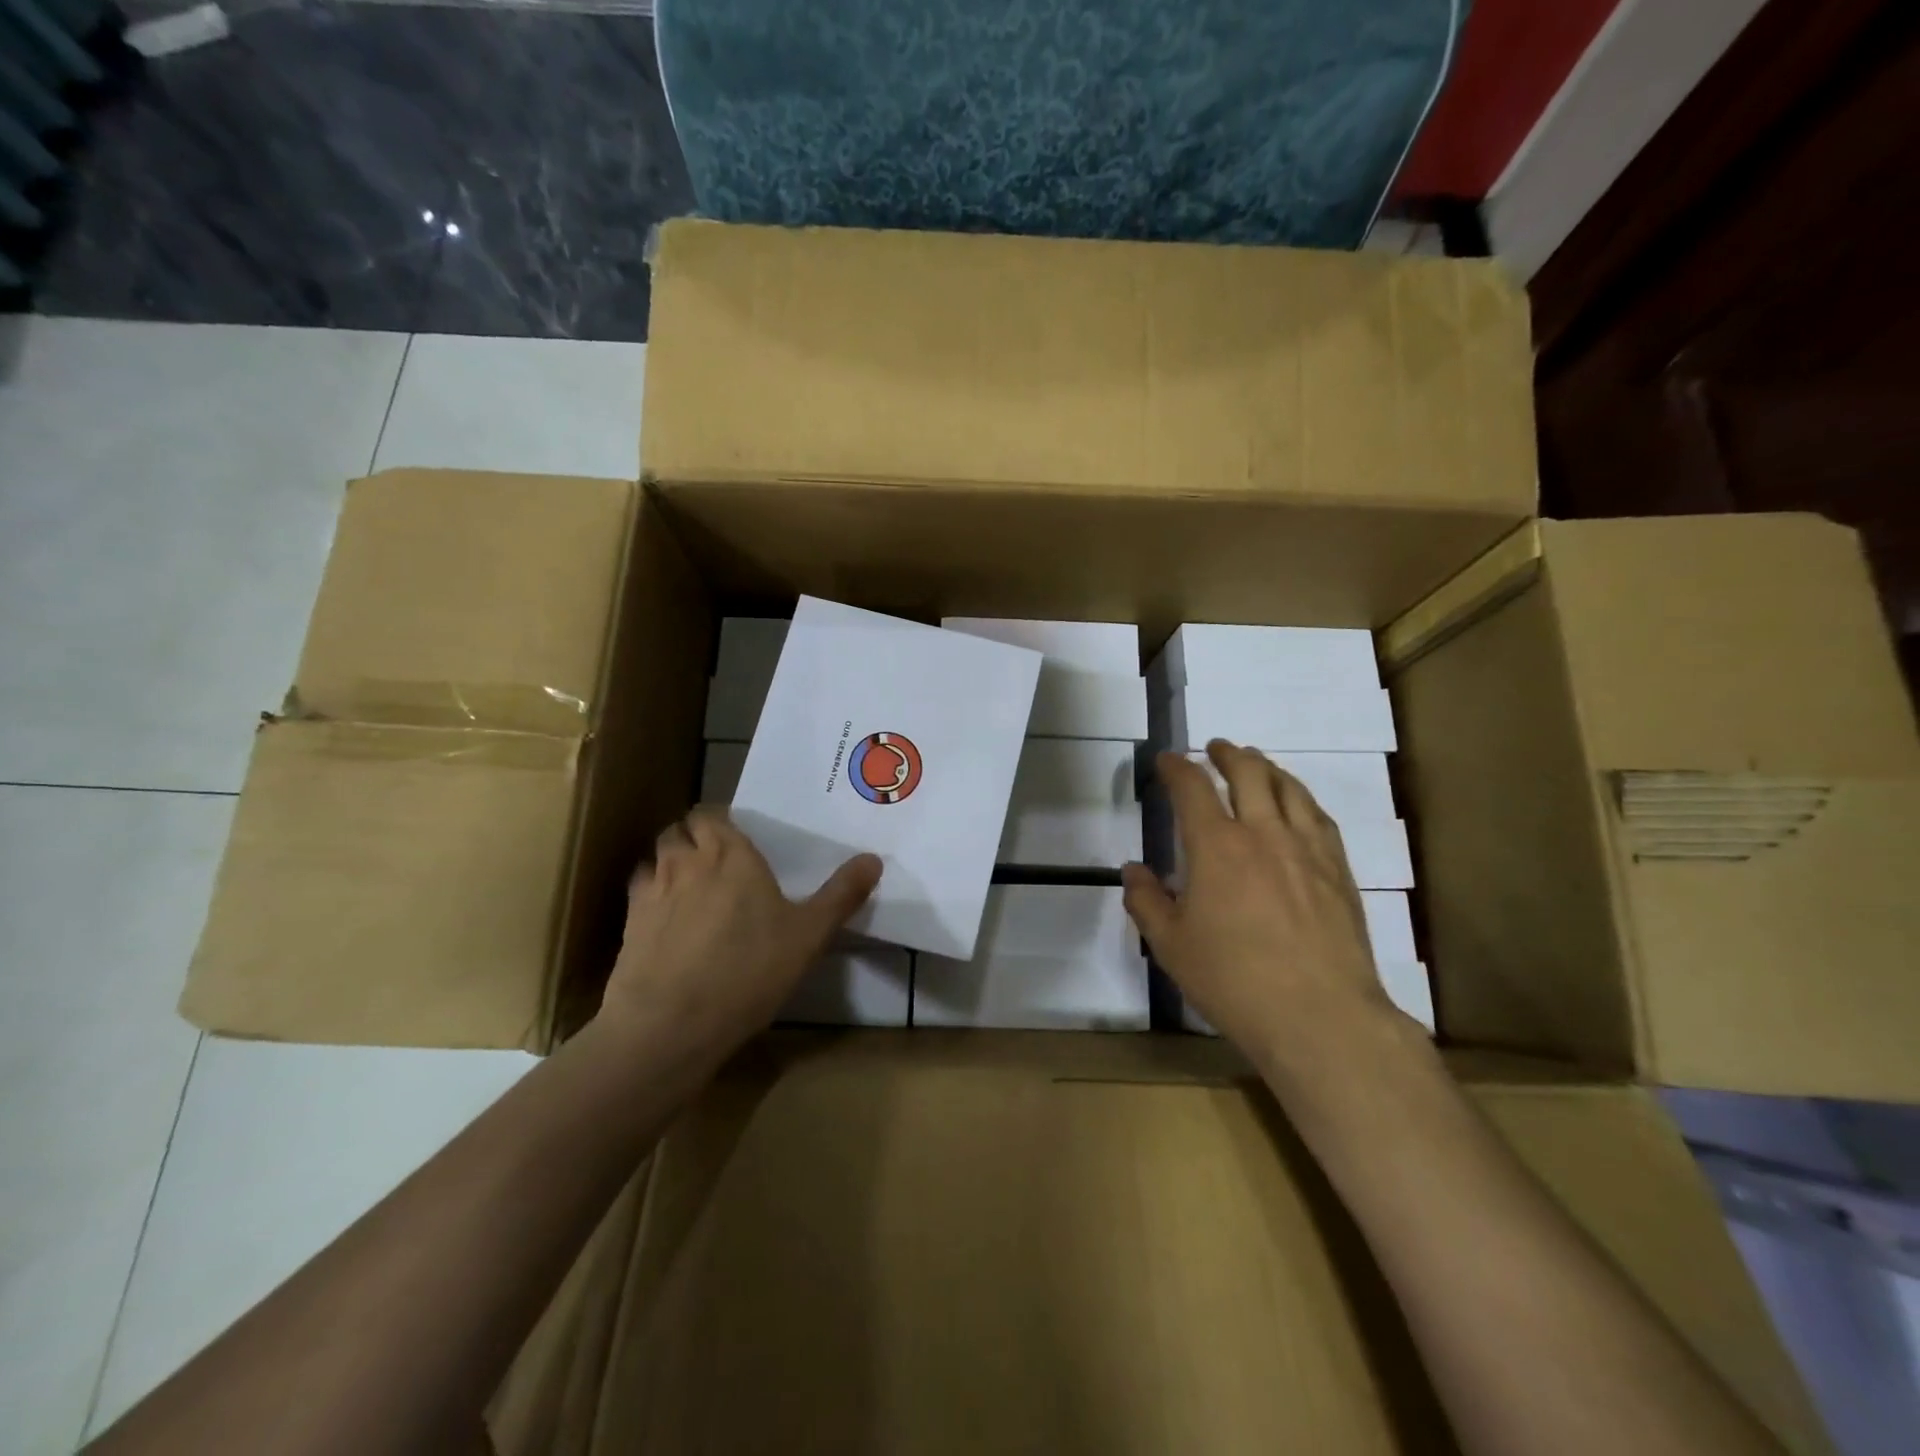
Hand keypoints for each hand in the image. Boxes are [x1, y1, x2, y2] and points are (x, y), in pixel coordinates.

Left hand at [600, 807, 881, 1064]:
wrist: (670, 1024)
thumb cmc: (748, 970)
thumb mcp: (809, 935)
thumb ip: (842, 894)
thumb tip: (874, 858)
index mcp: (731, 854)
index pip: (712, 814)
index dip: (721, 822)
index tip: (738, 839)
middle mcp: (686, 861)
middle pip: (680, 829)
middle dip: (695, 837)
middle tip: (718, 861)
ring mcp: (651, 890)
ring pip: (656, 857)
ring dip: (670, 861)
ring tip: (690, 886)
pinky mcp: (628, 923)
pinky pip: (638, 891)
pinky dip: (651, 894)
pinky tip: (666, 919)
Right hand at [1122, 741, 1404, 1074]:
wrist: (1320, 1016)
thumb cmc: (1234, 980)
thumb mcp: (1171, 946)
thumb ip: (1147, 901)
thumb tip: (1134, 871)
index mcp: (1216, 846)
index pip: (1192, 787)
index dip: (1177, 767)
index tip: (1167, 761)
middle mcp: (1263, 833)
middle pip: (1248, 772)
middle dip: (1228, 754)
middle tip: (1216, 748)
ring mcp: (1307, 849)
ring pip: (1289, 788)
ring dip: (1267, 767)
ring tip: (1257, 764)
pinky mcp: (1338, 870)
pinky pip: (1319, 817)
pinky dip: (1300, 798)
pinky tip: (1298, 806)